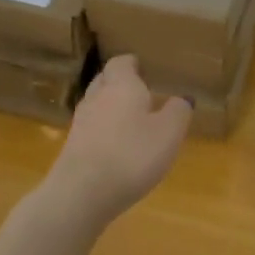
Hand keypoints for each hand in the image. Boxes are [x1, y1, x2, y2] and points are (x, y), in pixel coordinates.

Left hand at [48, 55, 192, 222]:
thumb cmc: (132, 154)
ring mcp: (81, 122)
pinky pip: (90, 128)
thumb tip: (182, 98)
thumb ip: (178, 112)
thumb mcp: (169, 133)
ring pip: (95, 104)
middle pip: (105, 80)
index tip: (143, 68)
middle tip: (139, 91)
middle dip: (119, 82)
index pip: (121, 63)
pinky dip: (102, 130)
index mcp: (122, 85)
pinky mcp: (71, 147)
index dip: (132, 64)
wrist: (82, 192)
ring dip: (110, 107)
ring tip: (129, 119)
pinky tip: (115, 146)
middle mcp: (97, 97)